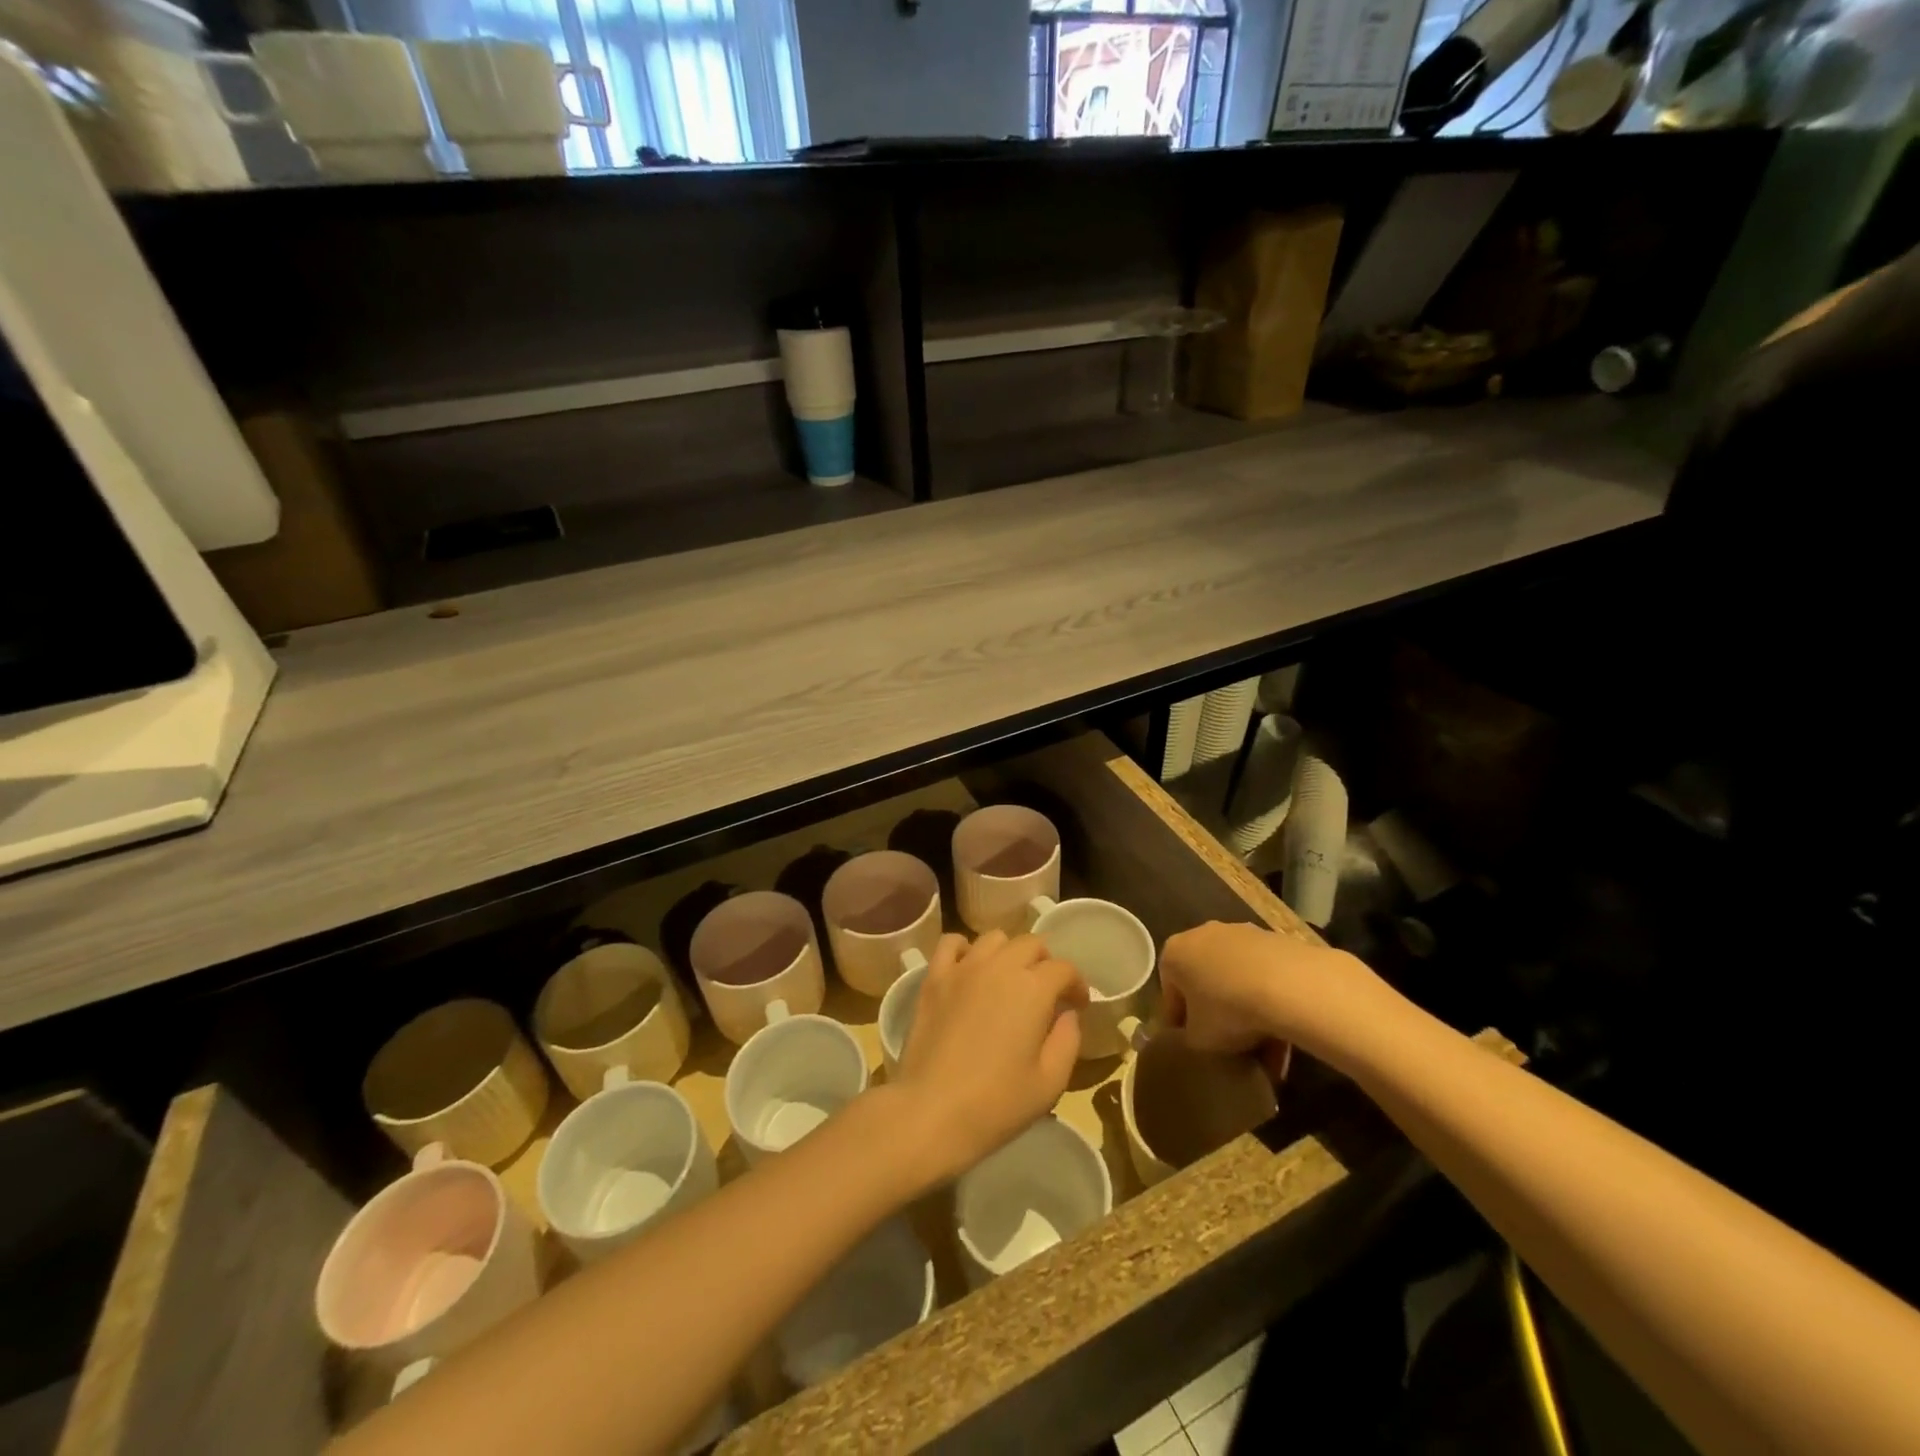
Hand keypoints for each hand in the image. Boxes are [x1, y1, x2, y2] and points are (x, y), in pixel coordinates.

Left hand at [888, 930, 1087, 1186]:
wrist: (932, 1111)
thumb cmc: (997, 1102)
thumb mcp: (1050, 1082)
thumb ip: (1068, 1041)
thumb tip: (1068, 1014)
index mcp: (1033, 989)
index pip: (1064, 969)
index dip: (1077, 984)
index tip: (1078, 1005)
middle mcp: (1000, 966)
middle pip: (1031, 943)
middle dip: (1046, 963)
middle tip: (1046, 993)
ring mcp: (963, 968)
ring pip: (994, 938)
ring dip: (1009, 953)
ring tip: (1009, 980)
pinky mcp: (934, 978)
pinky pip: (952, 943)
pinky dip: (965, 949)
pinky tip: (970, 970)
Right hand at [1161, 921, 1382, 1071]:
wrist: (1289, 985)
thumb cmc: (1228, 1009)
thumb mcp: (1199, 1040)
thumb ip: (1190, 1038)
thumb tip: (1198, 1037)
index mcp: (1174, 953)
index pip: (1170, 991)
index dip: (1179, 1021)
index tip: (1193, 1044)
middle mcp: (1202, 934)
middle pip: (1205, 980)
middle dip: (1216, 1012)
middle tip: (1229, 1043)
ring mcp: (1240, 934)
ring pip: (1237, 979)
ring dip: (1246, 1010)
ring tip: (1265, 1049)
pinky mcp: (1273, 940)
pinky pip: (1264, 976)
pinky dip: (1270, 1001)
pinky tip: (1285, 1033)